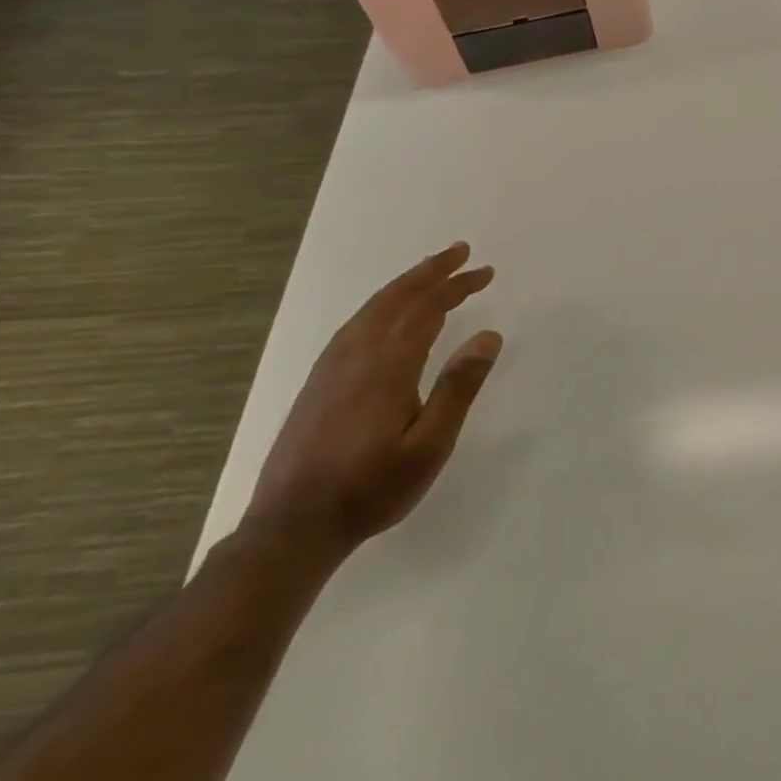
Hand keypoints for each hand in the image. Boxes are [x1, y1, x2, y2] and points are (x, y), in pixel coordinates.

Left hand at [244, 243, 502, 556]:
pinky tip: (386, 316)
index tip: (484, 272)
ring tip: (431, 274)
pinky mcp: (317, 384)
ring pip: (370, 310)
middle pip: (395, 300)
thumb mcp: (429, 446)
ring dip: (404, 286)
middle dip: (430, 272)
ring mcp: (330, 370)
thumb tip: (489, 335)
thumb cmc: (372, 489)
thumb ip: (458, 387)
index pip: (426, 310)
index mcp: (386, 368)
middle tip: (461, 252)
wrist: (292, 528)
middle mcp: (355, 357)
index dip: (455, 286)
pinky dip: (380, 306)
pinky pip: (354, 326)